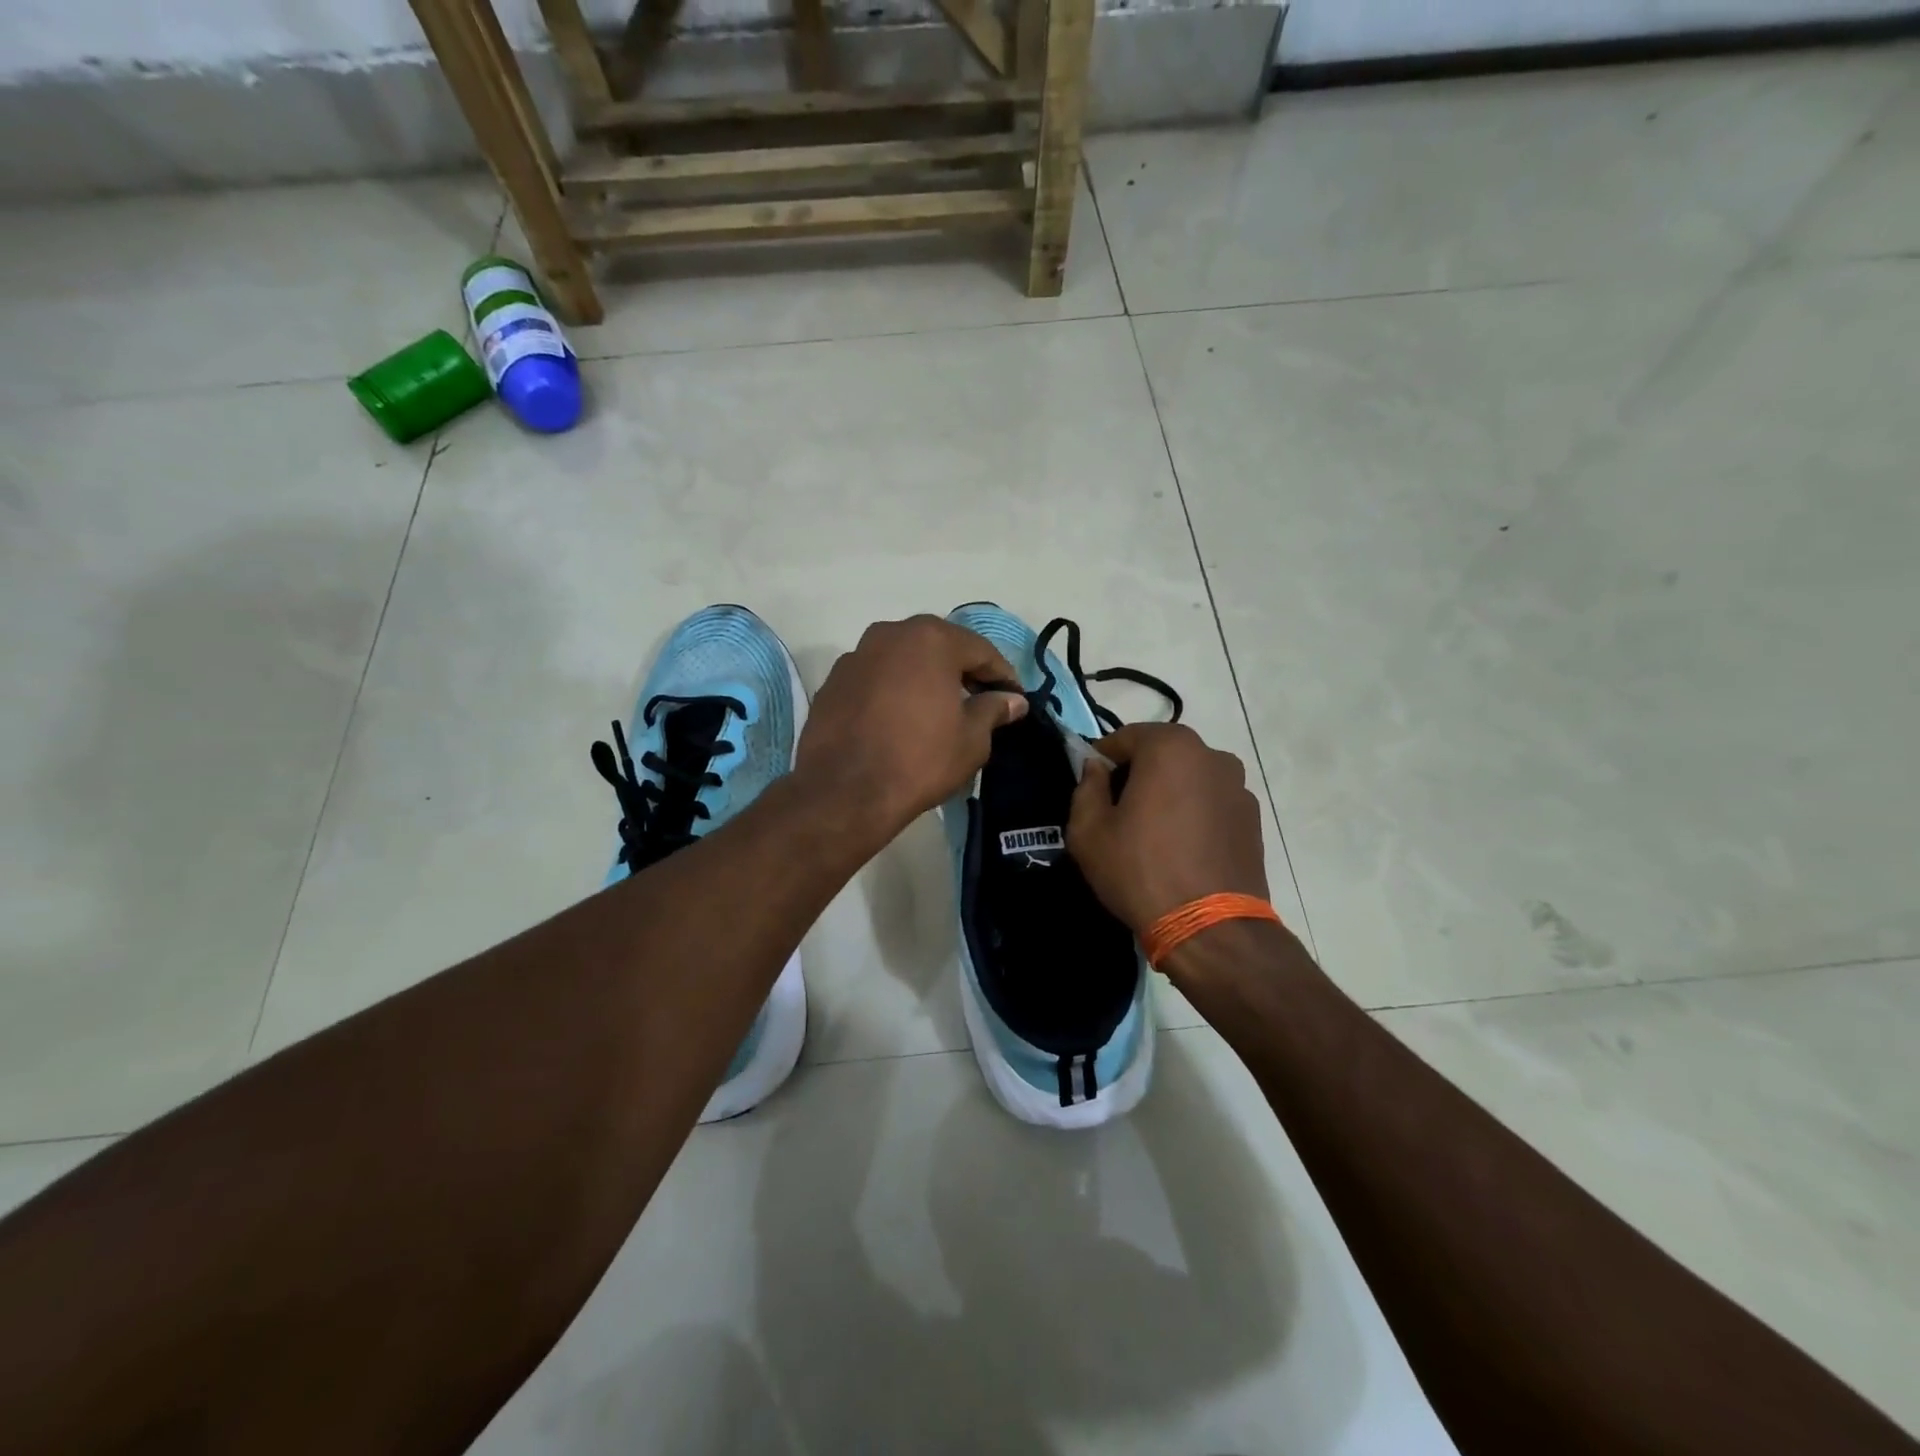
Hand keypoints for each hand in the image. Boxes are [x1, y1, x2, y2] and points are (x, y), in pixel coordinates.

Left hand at [796, 616, 1027, 839]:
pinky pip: (876, 679)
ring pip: (904, 661)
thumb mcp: (971, 739)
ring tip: (940, 711)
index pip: (980, 650)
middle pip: (939, 647)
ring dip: (925, 679)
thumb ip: (993, 710)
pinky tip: (901, 720)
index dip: (1003, 676)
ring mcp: (856, 656)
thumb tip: (1012, 700)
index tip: (1016, 699)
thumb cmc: (919, 760)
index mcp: (930, 639)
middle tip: (981, 701)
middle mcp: (890, 634)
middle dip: (963, 672)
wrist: (844, 792)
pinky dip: (894, 691)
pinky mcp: (833, 682)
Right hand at [1068, 723, 1267, 934]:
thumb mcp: (1088, 830)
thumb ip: (1086, 786)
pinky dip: (1193, 814)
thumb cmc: (1140, 869)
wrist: (1209, 927)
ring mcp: (1239, 787)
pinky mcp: (1253, 819)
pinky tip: (1181, 850)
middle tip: (1117, 813)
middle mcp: (1212, 755)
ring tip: (1152, 835)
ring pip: (1188, 779)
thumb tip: (1096, 768)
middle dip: (1136, 775)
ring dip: (1168, 794)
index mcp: (1170, 747)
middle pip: (1160, 754)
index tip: (1090, 789)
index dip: (1100, 761)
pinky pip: (1211, 803)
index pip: (1124, 738)